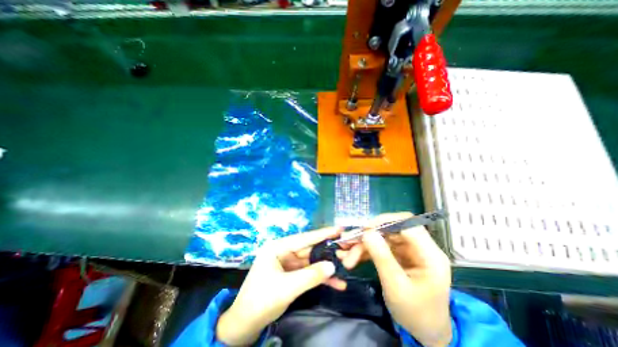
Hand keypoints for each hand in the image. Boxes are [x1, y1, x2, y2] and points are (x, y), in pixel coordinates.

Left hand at [217, 228, 347, 343]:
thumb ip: (311, 275)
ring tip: (345, 268)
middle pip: (309, 250)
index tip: (338, 228)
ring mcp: (287, 263)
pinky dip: (320, 278)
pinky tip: (335, 283)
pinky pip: (308, 273)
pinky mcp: (291, 274)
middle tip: (345, 249)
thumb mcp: (287, 287)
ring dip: (326, 268)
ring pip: (310, 262)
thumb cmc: (261, 300)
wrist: (245, 324)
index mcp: (278, 247)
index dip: (322, 233)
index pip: (304, 238)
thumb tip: (333, 265)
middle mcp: (283, 251)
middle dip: (327, 252)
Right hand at [338, 213, 451, 346]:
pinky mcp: (398, 255)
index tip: (365, 229)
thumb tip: (367, 232)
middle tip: (349, 243)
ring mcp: (407, 251)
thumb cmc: (416, 314)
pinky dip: (364, 251)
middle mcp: (419, 248)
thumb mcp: (396, 287)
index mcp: (429, 254)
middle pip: (390, 230)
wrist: (424, 332)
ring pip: (381, 238)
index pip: (407, 224)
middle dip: (368, 236)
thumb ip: (382, 257)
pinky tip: (351, 257)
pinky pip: (379, 247)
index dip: (385, 221)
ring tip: (345, 255)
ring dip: (362, 245)